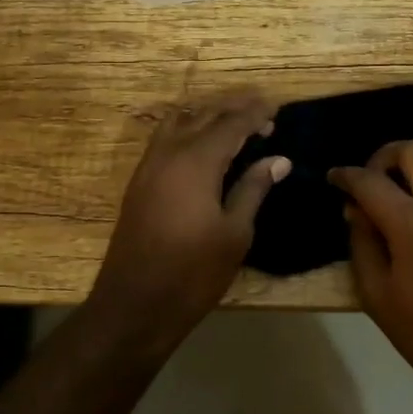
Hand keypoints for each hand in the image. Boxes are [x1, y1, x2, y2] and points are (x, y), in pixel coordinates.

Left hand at [89, 92, 290, 337]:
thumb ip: (253, 189)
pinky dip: (188, 130)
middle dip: (233, 109)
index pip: (231, 124)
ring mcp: (148, 166)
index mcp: (196, 161)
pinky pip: (165, 139)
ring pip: (179, 122)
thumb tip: (278, 159)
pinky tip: (203, 146)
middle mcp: (169, 153)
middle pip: (203, 115)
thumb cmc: (193, 272)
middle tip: (261, 112)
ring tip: (234, 123)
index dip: (255, 114)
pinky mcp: (139, 182)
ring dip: (207, 116)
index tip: (277, 108)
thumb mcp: (235, 233)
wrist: (134, 304)